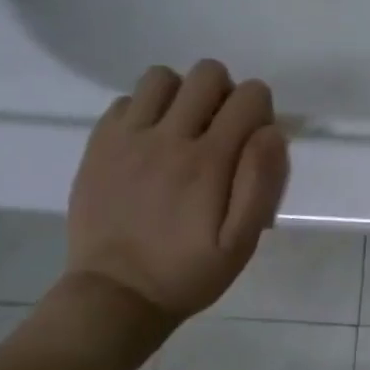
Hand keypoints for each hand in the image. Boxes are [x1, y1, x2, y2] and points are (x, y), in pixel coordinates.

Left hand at [63, 60, 289, 326]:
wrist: (116, 296)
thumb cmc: (189, 271)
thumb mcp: (242, 241)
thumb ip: (262, 182)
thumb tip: (271, 132)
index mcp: (210, 160)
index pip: (249, 95)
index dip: (260, 110)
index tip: (253, 142)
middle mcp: (168, 137)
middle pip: (207, 74)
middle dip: (224, 94)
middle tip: (220, 134)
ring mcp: (127, 138)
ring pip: (161, 78)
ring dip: (181, 95)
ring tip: (183, 131)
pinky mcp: (98, 146)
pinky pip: (125, 101)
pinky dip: (144, 112)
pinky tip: (149, 145)